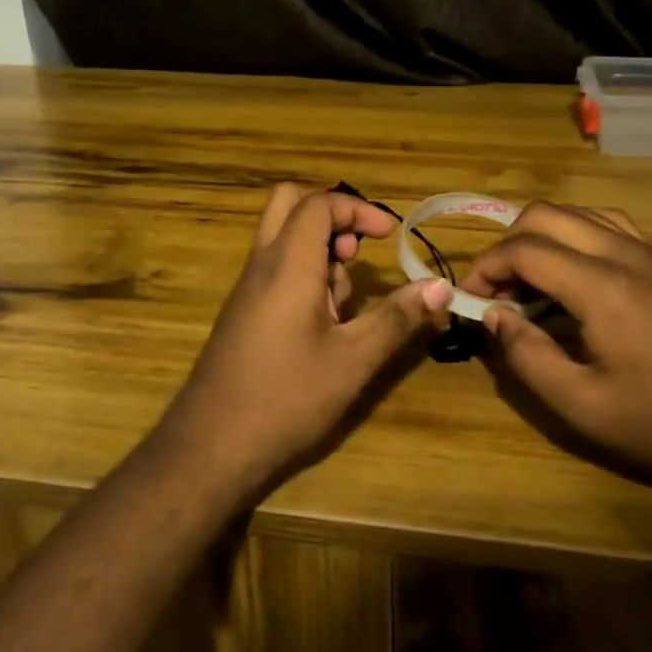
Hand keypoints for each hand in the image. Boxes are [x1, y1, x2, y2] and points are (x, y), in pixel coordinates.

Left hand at [153, 183, 447, 504]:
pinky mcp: (243, 312)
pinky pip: (276, 269)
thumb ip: (397, 318)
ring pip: (283, 237)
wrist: (211, 447)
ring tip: (345, 304)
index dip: (358, 209)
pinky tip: (323, 327)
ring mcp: (247, 288)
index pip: (319, 204)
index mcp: (287, 263)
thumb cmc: (286, 398)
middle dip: (332, 216)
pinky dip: (304, 276)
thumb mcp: (353, 360)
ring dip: (319, 251)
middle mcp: (262, 264)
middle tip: (357, 252)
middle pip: (289, 203)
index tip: (389, 236)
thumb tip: (440, 286)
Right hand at [460, 203, 651, 491]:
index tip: (470, 298)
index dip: (486, 267)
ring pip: (577, 212)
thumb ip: (526, 355)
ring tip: (528, 279)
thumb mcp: (581, 405)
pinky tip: (571, 270)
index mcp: (601, 287)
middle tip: (497, 289)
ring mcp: (648, 252)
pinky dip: (575, 232)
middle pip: (545, 215)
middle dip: (507, 244)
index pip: (524, 249)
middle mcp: (622, 254)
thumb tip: (493, 315)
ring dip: (541, 235)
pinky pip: (607, 223)